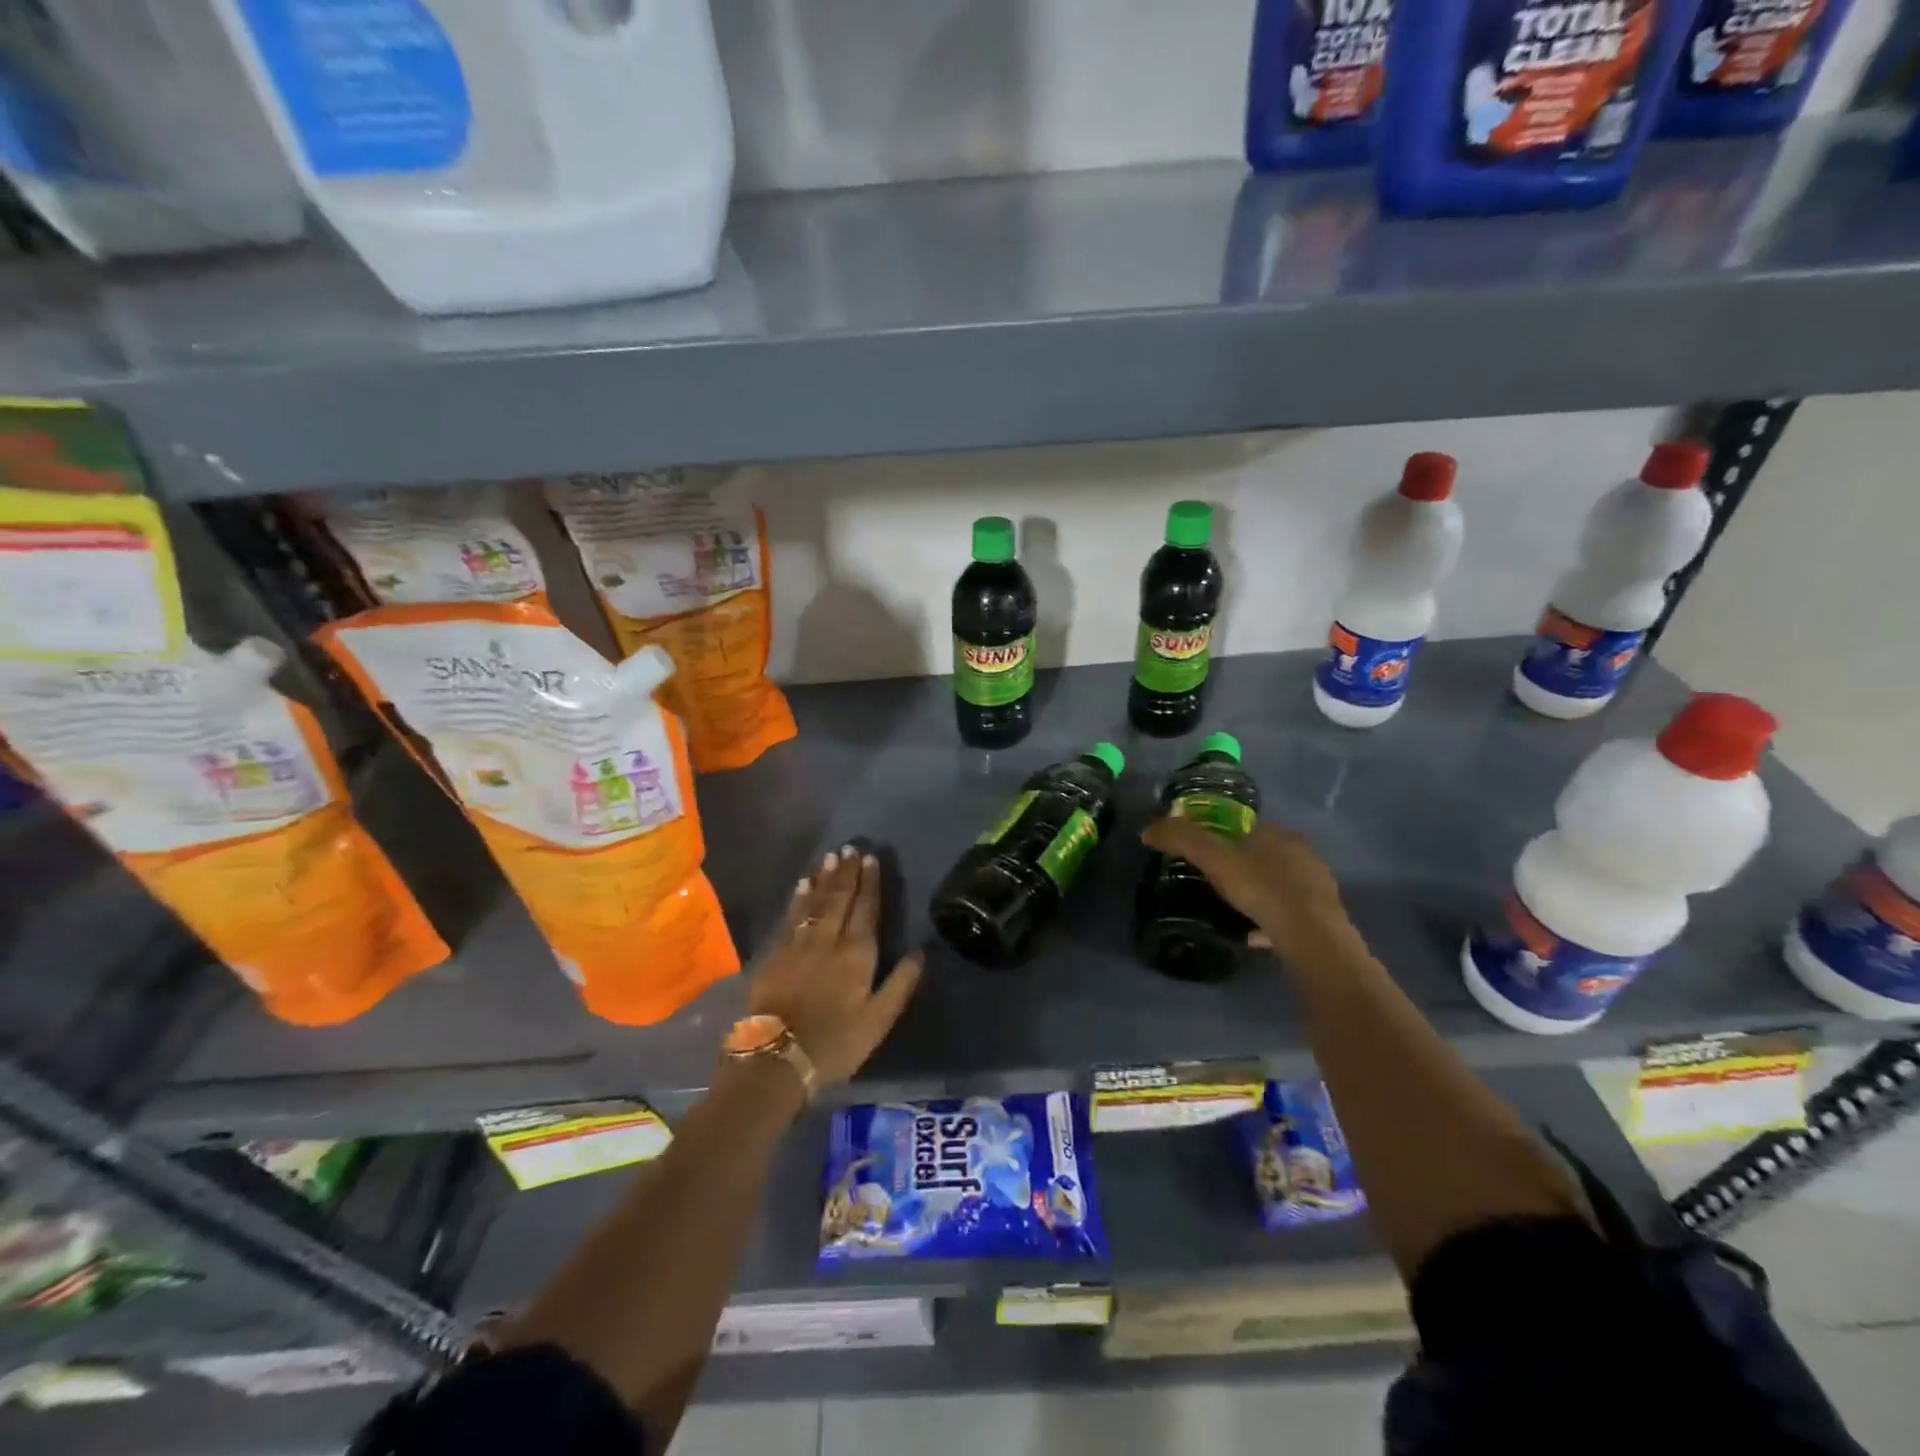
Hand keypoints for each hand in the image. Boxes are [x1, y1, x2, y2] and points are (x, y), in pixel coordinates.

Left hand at [748, 845, 923, 1087]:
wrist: (777, 1059)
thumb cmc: (836, 1043)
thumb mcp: (879, 1020)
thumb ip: (901, 984)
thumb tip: (920, 951)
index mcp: (857, 955)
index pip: (866, 909)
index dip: (870, 884)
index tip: (871, 859)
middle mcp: (828, 941)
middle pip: (839, 899)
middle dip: (846, 873)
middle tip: (850, 847)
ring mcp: (798, 945)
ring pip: (814, 903)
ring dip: (823, 879)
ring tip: (830, 857)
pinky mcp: (775, 955)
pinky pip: (791, 917)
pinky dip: (798, 899)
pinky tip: (802, 885)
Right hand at [1141, 817, 1353, 961]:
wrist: (1311, 937)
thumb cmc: (1262, 887)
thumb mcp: (1213, 859)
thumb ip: (1181, 839)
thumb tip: (1148, 830)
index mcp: (1279, 834)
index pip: (1248, 827)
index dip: (1224, 837)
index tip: (1205, 854)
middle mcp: (1303, 854)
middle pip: (1265, 855)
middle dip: (1243, 866)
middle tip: (1216, 883)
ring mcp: (1317, 886)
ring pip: (1280, 885)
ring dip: (1259, 894)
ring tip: (1233, 911)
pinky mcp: (1324, 917)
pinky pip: (1289, 915)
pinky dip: (1271, 921)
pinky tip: (1253, 936)